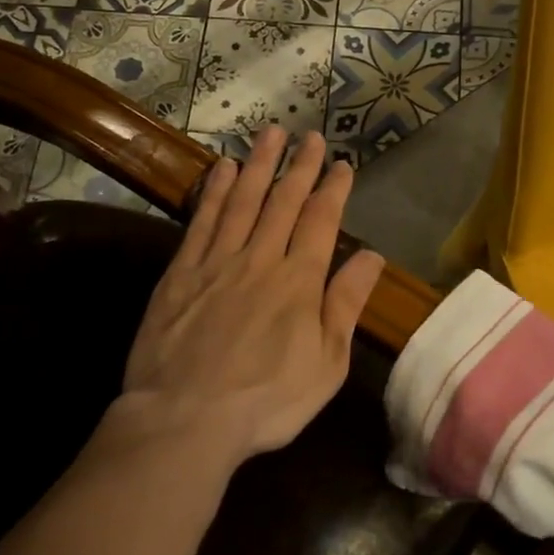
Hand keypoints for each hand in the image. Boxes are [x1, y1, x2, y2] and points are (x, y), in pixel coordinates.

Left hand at [112, 127, 384, 467]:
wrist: (184, 420)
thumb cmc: (267, 400)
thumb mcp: (327, 363)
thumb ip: (347, 304)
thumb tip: (373, 255)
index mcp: (300, 280)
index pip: (322, 220)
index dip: (333, 188)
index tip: (341, 163)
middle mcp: (261, 259)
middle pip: (284, 201)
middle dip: (300, 165)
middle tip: (310, 135)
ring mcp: (218, 262)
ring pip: (243, 200)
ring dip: (260, 165)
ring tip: (270, 134)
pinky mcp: (180, 273)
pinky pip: (201, 221)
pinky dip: (214, 191)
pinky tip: (223, 169)